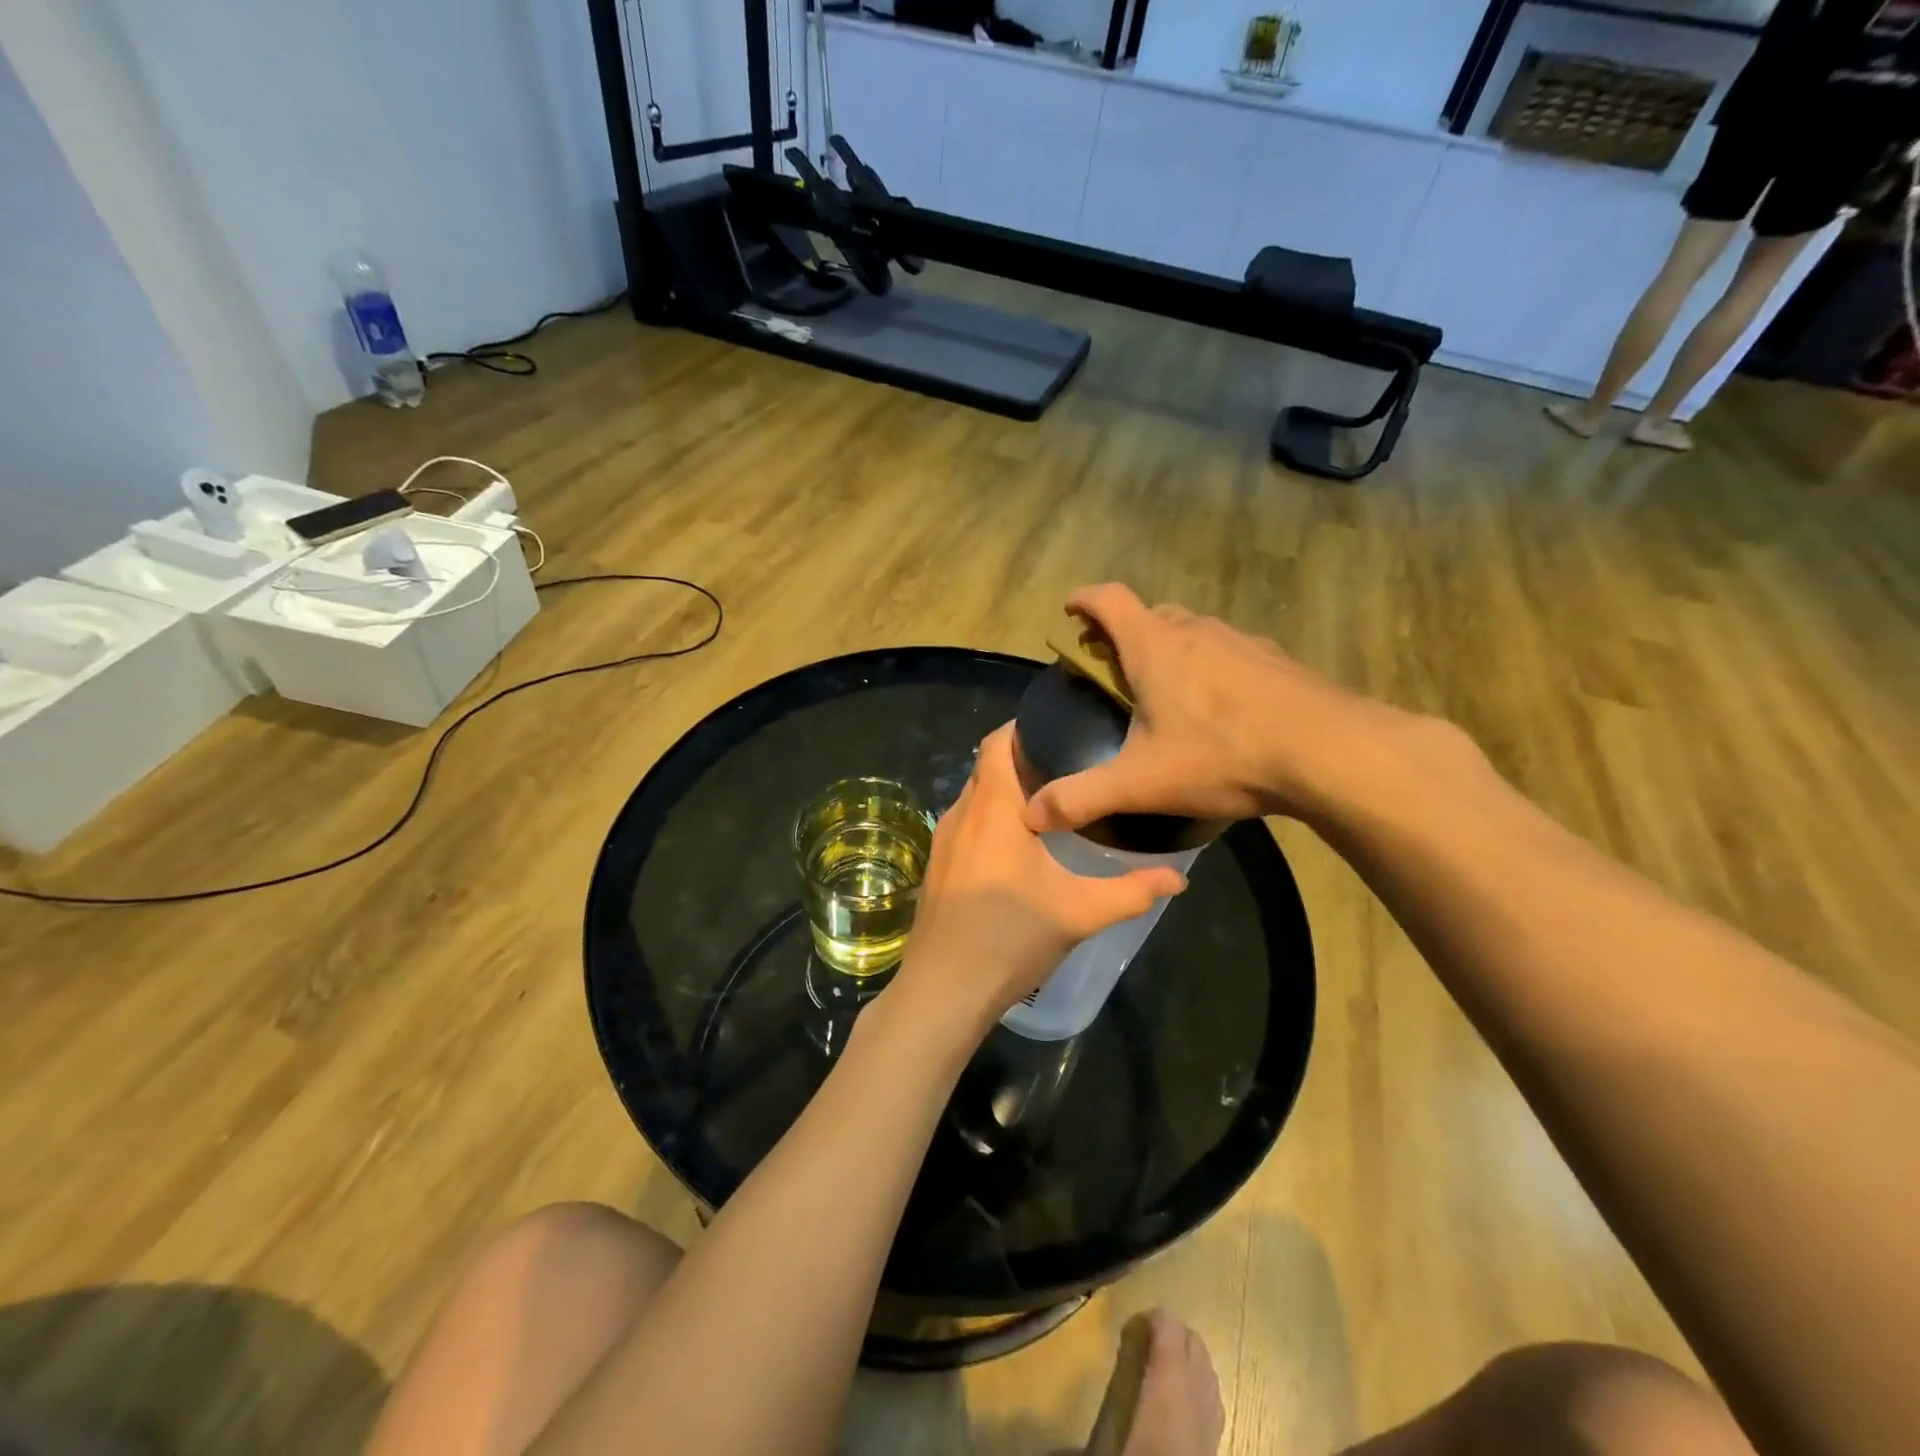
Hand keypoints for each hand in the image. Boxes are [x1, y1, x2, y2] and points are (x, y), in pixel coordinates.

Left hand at [890, 724, 1187, 1035]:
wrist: (943, 992)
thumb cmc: (1010, 939)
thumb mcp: (1080, 912)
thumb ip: (1132, 891)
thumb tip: (1180, 879)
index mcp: (992, 808)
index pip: (998, 742)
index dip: (1025, 727)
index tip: (1063, 729)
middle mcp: (960, 813)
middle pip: (987, 767)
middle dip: (1023, 761)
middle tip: (1071, 767)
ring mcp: (941, 841)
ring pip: (976, 798)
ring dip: (1007, 793)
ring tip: (1052, 803)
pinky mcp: (936, 866)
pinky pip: (966, 824)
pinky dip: (991, 820)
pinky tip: (1019, 847)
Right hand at [1024, 583, 1414, 832]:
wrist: (1329, 752)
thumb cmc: (1222, 755)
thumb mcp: (1142, 783)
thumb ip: (1083, 797)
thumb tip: (1032, 815)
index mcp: (1155, 646)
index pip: (1108, 599)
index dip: (1083, 600)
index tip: (1070, 611)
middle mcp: (1196, 631)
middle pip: (1150, 614)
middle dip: (1124, 632)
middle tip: (1112, 667)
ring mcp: (1241, 642)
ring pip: (1193, 631)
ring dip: (1171, 648)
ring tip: (1166, 691)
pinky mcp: (1276, 660)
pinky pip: (1230, 652)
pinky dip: (1212, 667)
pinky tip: (1221, 709)